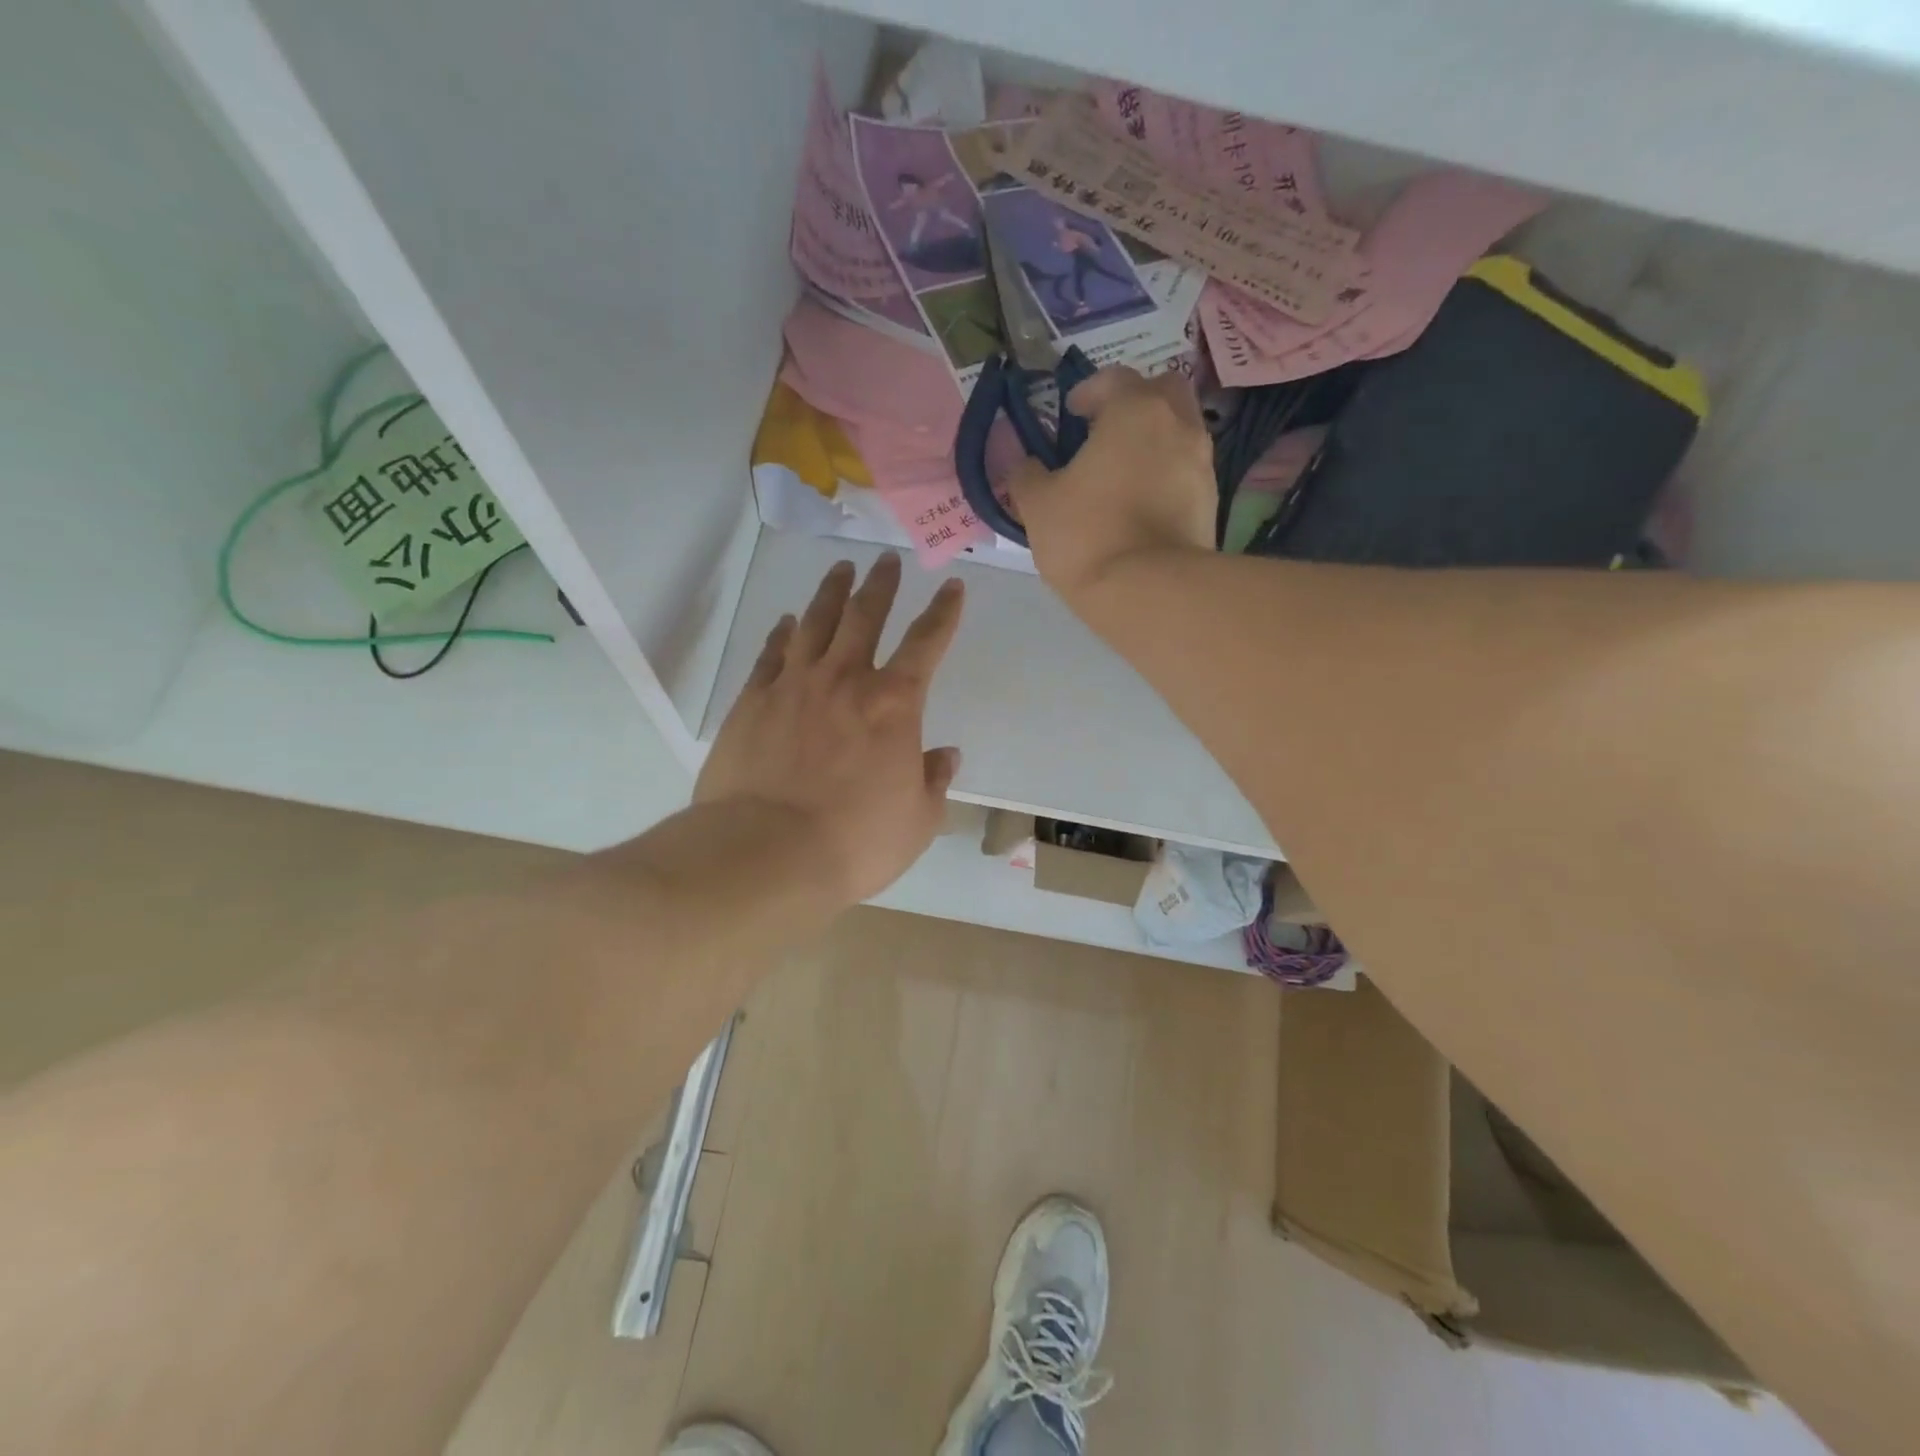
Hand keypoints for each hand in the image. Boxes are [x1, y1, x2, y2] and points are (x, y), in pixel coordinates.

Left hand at [695, 555, 963, 905]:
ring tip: (841, 570)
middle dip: (880, 585)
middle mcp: (844, 680)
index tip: (951, 586)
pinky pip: (771, 654)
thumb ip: (933, 781)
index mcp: (893, 704)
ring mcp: (793, 685)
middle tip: (886, 560)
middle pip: (864, 616)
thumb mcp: (918, 821)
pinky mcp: (752, 702)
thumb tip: (945, 755)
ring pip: (815, 623)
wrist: (767, 853)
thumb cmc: (856, 841)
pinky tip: (787, 622)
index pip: (926, 643)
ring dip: (831, 593)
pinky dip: (782, 633)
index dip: (943, 613)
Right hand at [1008, 366, 1215, 603]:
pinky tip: (1143, 502)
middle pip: (1163, 391)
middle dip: (1136, 402)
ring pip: (1181, 431)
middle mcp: (1178, 425)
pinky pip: (1187, 470)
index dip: (1089, 390)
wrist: (1149, 592)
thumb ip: (1027, 475)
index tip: (1071, 411)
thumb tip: (1025, 465)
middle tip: (1107, 429)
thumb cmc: (1087, 535)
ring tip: (1124, 470)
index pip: (1115, 378)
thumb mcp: (1038, 505)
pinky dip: (1167, 473)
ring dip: (1155, 439)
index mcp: (1135, 411)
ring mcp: (1202, 463)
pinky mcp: (1211, 502)